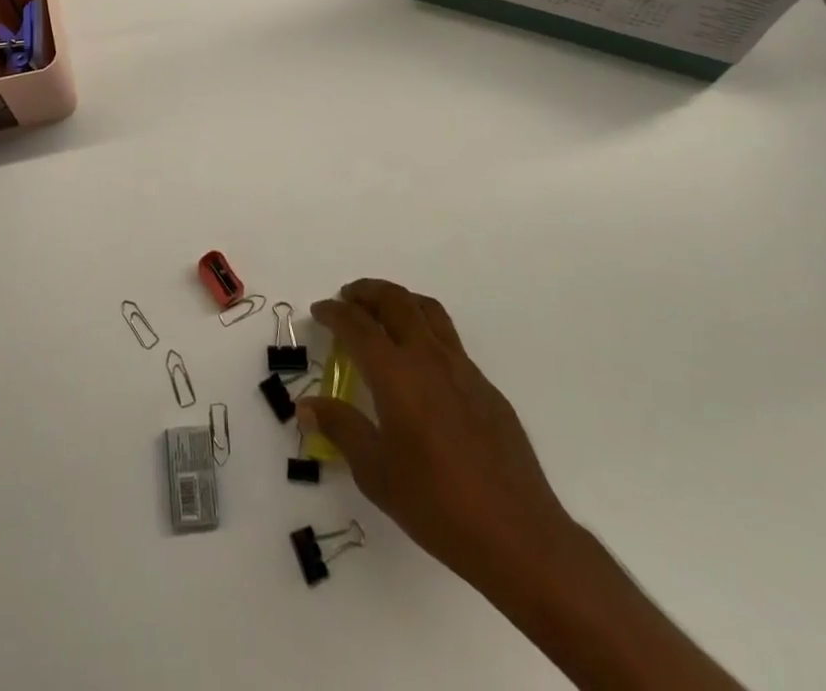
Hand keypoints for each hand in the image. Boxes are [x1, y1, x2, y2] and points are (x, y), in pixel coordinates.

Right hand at [301, 279, 581, 600]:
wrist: (517, 535)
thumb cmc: (436, 504)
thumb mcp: (375, 472)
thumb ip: (340, 428)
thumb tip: (308, 405)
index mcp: (395, 373)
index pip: (356, 324)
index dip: (333, 312)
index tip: (319, 311)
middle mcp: (427, 357)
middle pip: (394, 300)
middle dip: (366, 292)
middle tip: (347, 299)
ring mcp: (462, 368)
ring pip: (427, 310)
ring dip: (399, 301)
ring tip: (382, 314)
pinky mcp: (486, 387)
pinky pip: (449, 340)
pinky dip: (425, 331)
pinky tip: (420, 366)